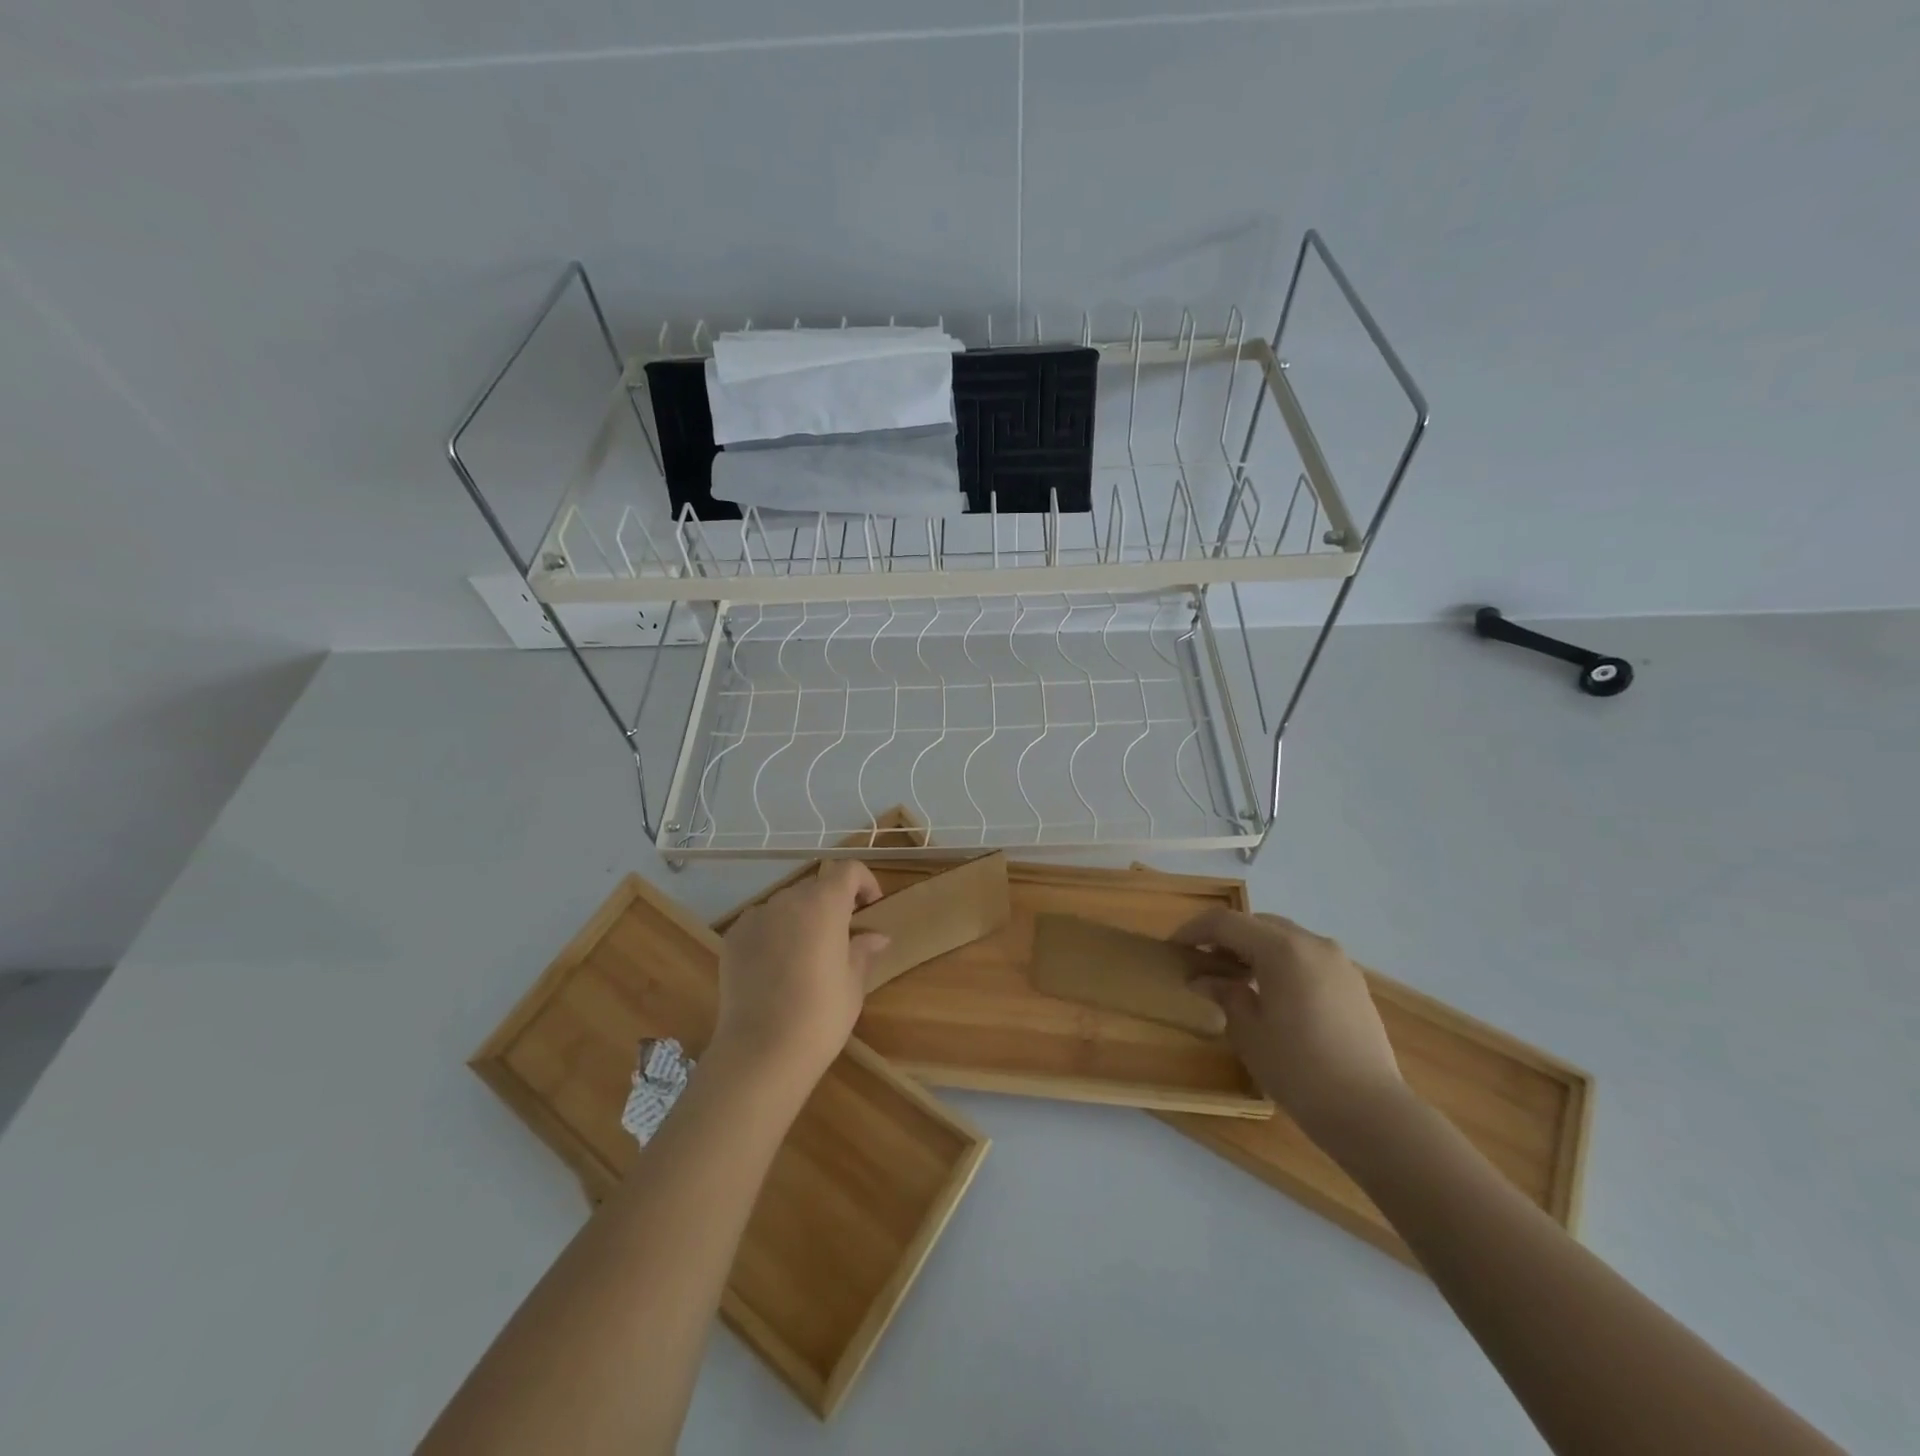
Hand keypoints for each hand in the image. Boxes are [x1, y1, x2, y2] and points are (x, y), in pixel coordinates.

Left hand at [712, 861, 889, 1090]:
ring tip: (807, 955)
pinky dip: (774, 933)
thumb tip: (876, 937)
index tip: (870, 909)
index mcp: (824, 903)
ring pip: (787, 905)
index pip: (848, 870)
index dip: (864, 882)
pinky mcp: (733, 938)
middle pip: (816, 886)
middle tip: (842, 937)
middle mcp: (788, 900)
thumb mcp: (853, 983)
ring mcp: (756, 916)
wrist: (761, 1051)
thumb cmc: (821, 1015)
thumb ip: (863, 950)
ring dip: (802, 918)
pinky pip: (762, 923)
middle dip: (833, 903)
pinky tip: (777, 968)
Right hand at [1175, 909, 1406, 1147]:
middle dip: (1226, 937)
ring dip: (1255, 948)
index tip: (1174, 947)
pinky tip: (1272, 992)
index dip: (1195, 930)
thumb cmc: (1298, 1068)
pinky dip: (1282, 962)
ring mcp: (1339, 961)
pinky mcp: (1353, 983)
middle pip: (1258, 923)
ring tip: (1235, 978)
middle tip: (1202, 962)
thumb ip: (1224, 993)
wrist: (1370, 1112)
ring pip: (1285, 938)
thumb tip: (1204, 979)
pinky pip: (1307, 957)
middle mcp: (1313, 943)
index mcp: (1282, 948)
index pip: (1227, 923)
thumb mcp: (1248, 1031)